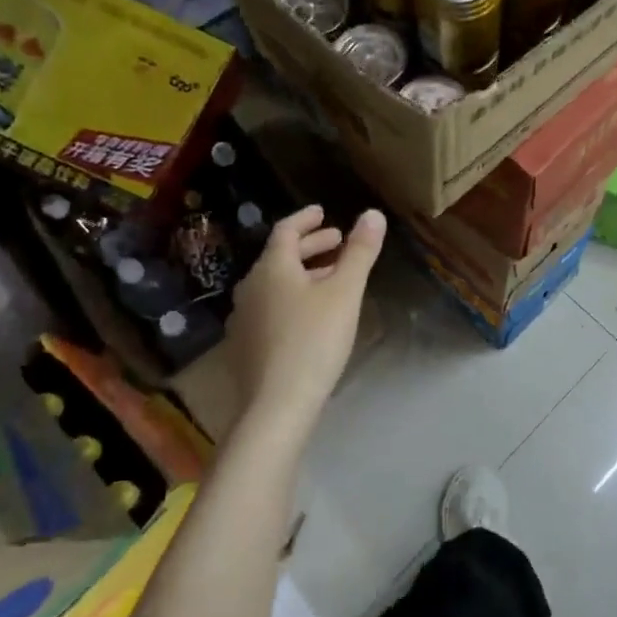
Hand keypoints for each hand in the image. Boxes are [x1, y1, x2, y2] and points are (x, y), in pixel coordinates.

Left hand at [227, 205, 385, 422]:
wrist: (277, 404)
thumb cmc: (315, 340)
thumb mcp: (345, 293)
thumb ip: (360, 252)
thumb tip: (373, 214)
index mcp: (271, 268)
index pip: (286, 230)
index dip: (307, 219)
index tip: (324, 213)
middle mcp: (250, 287)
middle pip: (280, 257)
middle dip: (311, 247)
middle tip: (338, 244)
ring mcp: (244, 318)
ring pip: (276, 284)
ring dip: (304, 274)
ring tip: (331, 279)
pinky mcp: (246, 345)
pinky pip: (271, 307)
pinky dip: (293, 298)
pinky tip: (310, 315)